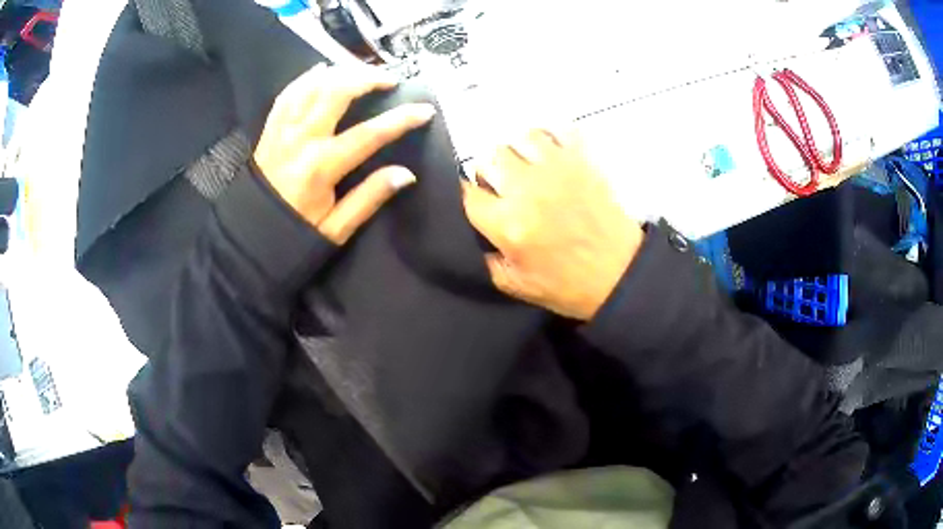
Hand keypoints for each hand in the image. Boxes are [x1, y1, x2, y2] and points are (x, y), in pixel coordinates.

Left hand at [254, 64, 435, 243]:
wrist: (247, 240)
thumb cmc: (293, 237)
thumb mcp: (335, 229)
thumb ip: (369, 198)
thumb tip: (406, 174)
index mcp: (321, 167)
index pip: (369, 134)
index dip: (401, 119)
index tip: (425, 110)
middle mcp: (300, 139)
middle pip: (337, 92)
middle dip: (368, 78)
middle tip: (389, 79)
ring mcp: (281, 130)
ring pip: (312, 85)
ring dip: (340, 72)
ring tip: (361, 72)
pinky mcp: (269, 130)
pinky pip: (288, 93)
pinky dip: (307, 78)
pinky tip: (322, 71)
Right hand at [462, 129, 644, 320]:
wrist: (621, 275)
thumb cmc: (568, 285)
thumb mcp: (515, 285)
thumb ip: (485, 260)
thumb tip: (474, 233)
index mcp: (507, 223)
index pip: (467, 193)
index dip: (467, 197)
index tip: (478, 203)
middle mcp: (527, 188)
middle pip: (489, 157)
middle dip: (490, 173)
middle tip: (504, 189)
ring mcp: (557, 168)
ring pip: (520, 138)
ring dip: (518, 153)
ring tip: (528, 169)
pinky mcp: (582, 160)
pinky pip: (558, 130)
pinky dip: (550, 138)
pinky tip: (551, 155)